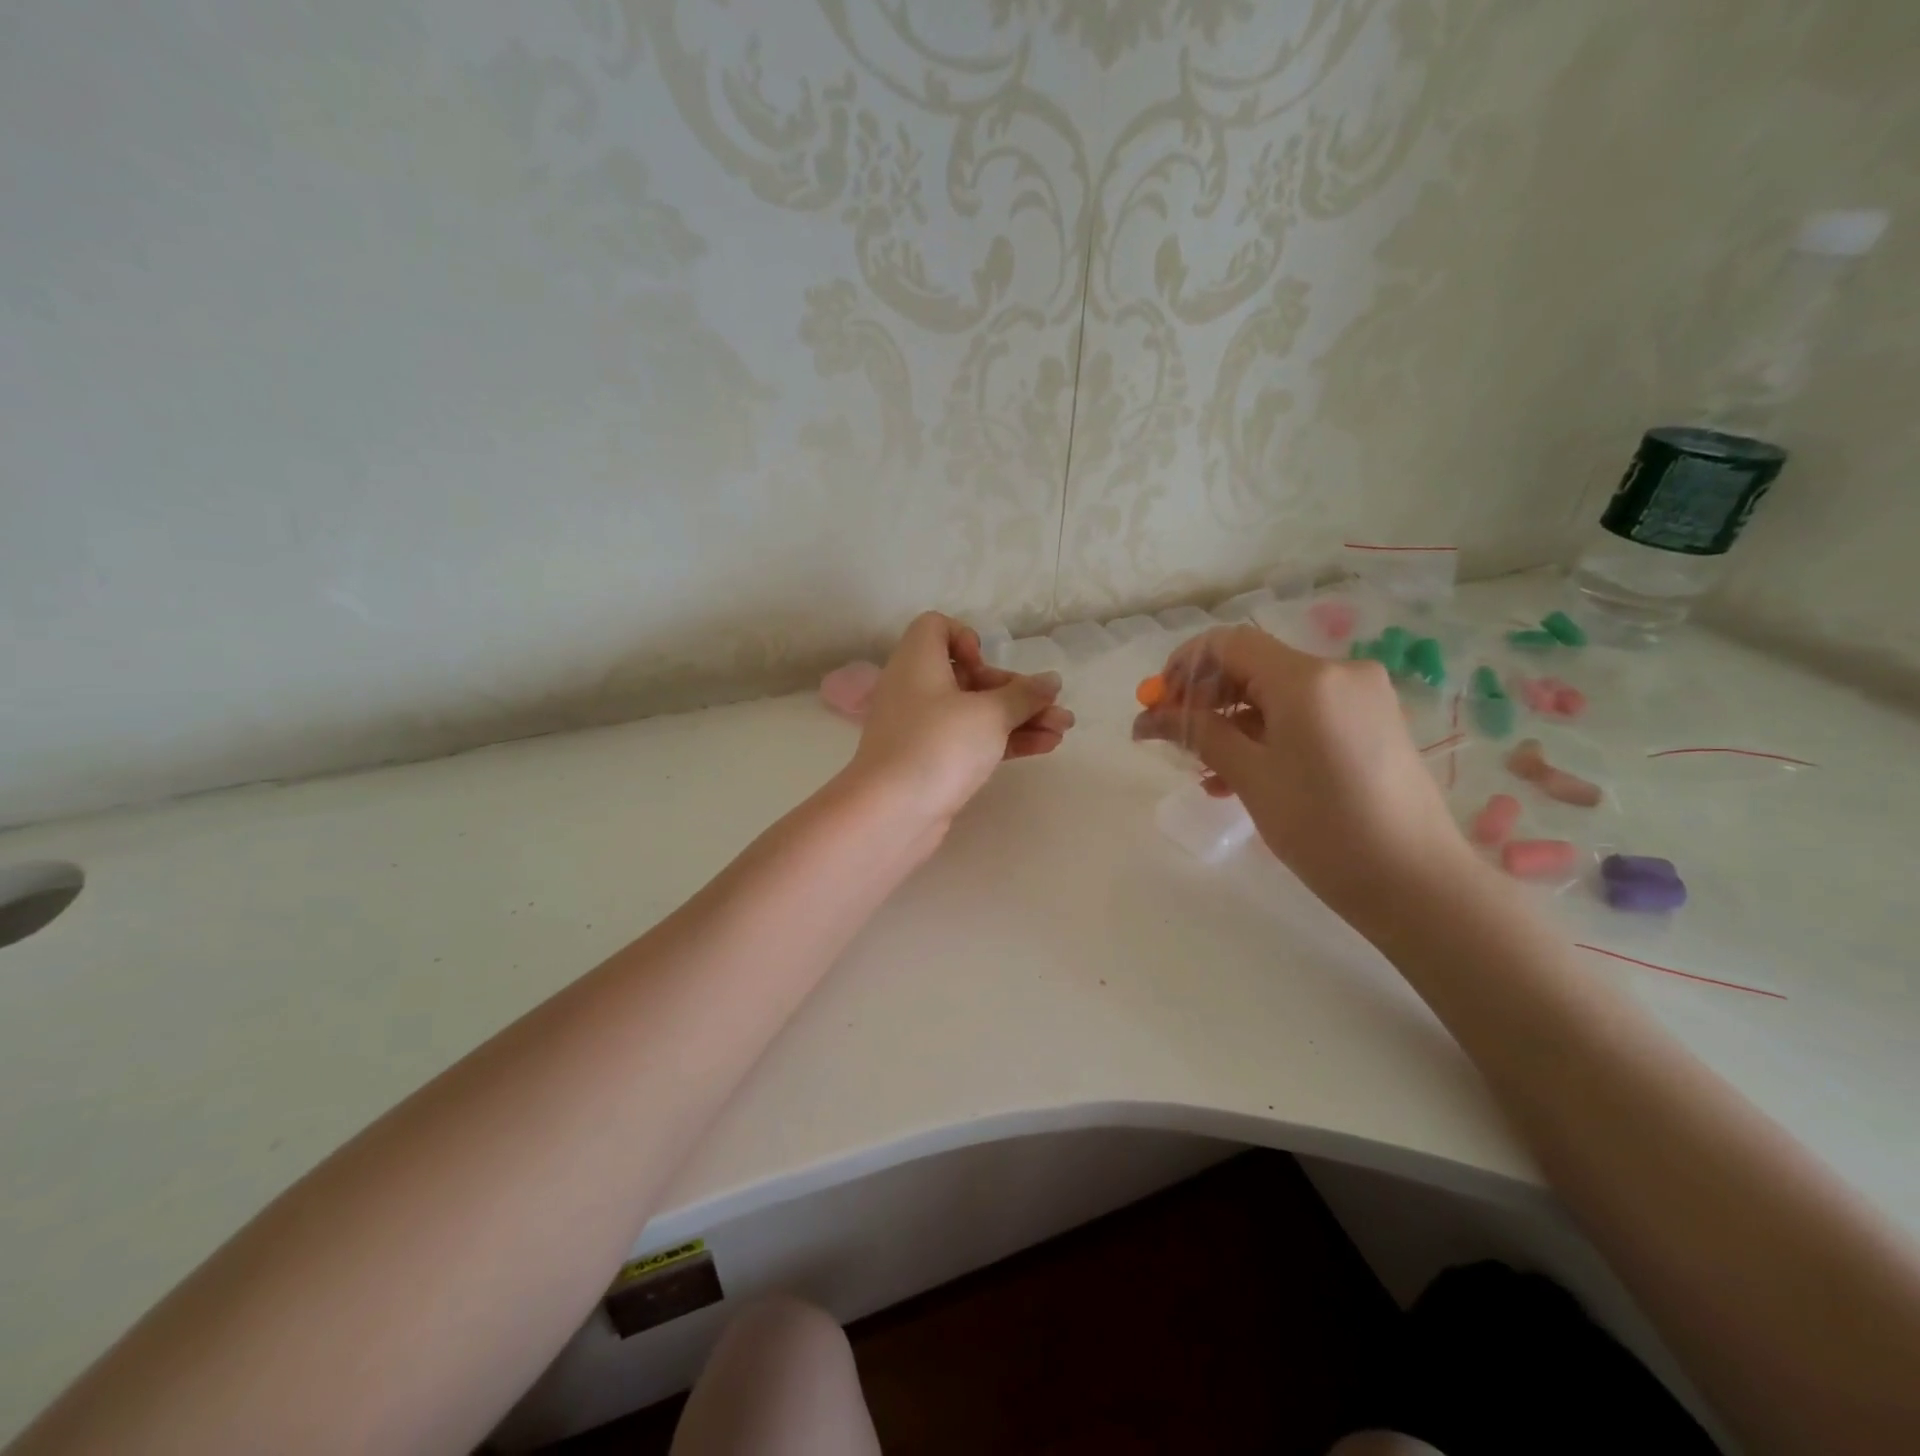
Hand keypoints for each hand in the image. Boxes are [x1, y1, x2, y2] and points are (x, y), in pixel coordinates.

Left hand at [846, 611, 1073, 832]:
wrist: (891, 813)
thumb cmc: (939, 745)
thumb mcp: (990, 714)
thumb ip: (1024, 696)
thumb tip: (1051, 681)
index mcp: (917, 662)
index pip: (935, 628)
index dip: (965, 638)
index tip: (984, 665)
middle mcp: (916, 689)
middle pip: (969, 676)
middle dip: (1015, 690)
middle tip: (1051, 706)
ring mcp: (922, 729)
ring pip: (976, 712)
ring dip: (1019, 717)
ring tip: (1063, 729)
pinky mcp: (932, 761)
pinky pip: (972, 740)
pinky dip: (1005, 740)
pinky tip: (1046, 746)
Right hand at [1133, 624, 1466, 924]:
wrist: (1417, 883)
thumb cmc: (1324, 827)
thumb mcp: (1251, 777)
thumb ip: (1198, 734)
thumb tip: (1148, 718)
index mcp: (1308, 678)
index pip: (1229, 643)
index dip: (1184, 666)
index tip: (1157, 703)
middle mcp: (1339, 672)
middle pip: (1253, 666)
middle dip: (1206, 697)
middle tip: (1172, 736)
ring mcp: (1361, 698)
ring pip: (1277, 694)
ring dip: (1234, 722)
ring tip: (1204, 770)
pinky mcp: (1371, 724)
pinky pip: (1305, 715)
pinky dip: (1268, 735)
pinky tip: (1242, 776)